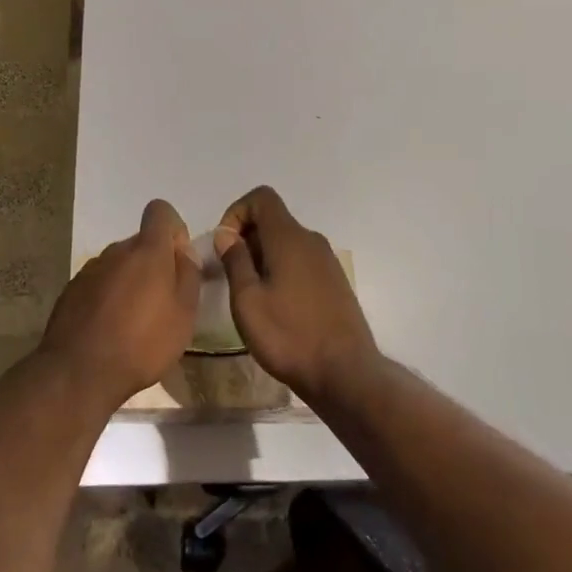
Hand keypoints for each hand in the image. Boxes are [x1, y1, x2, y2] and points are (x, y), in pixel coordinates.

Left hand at [40, 199, 201, 410]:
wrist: (79, 372)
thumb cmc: (142, 343)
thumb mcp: (184, 314)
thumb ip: (188, 275)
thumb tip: (184, 251)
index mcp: (147, 250)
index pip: (160, 211)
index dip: (173, 229)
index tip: (178, 260)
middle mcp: (116, 250)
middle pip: (140, 242)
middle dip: (154, 263)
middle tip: (162, 302)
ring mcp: (90, 269)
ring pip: (119, 264)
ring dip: (130, 281)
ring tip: (135, 321)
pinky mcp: (71, 290)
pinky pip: (99, 283)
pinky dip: (108, 297)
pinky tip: (110, 329)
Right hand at [216, 186, 378, 402]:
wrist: (346, 374)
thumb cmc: (289, 336)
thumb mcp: (248, 301)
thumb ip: (235, 260)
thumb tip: (226, 234)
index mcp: (289, 237)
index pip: (262, 197)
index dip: (237, 212)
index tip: (226, 245)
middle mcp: (311, 240)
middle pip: (273, 220)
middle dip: (247, 238)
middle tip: (232, 276)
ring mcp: (327, 262)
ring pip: (287, 243)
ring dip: (264, 257)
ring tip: (252, 295)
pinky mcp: (335, 283)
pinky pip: (302, 262)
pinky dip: (283, 270)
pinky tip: (277, 307)